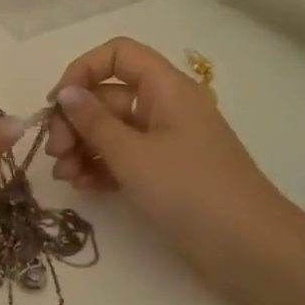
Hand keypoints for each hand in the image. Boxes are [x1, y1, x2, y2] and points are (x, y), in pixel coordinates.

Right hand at [44, 37, 304, 299]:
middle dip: (75, 120)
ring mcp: (165, 143)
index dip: (83, 70)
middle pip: (108, 96)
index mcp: (166, 89)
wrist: (249, 249)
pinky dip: (100, 168)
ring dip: (82, 147)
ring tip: (65, 177)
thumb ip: (93, 122)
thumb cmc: (189, 191)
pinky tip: (82, 187)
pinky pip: (123, 159)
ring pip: (111, 131)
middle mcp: (165, 108)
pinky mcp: (164, 175)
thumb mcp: (132, 155)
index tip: (56, 103)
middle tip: (56, 153)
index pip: (118, 55)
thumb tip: (66, 92)